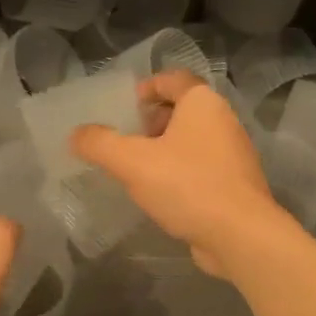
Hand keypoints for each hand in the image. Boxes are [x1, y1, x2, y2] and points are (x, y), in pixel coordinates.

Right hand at [72, 71, 287, 277]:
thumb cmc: (187, 185)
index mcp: (203, 103)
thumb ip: (99, 144)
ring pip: (191, 140)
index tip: (124, 108)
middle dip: (151, 121)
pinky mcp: (235, 184)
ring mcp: (233, 154)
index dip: (146, 88)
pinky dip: (179, 172)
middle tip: (126, 140)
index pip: (173, 79)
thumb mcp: (132, 162)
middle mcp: (223, 121)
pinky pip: (201, 167)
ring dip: (164, 149)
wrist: (240, 236)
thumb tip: (76, 134)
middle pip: (182, 109)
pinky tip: (160, 195)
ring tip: (137, 170)